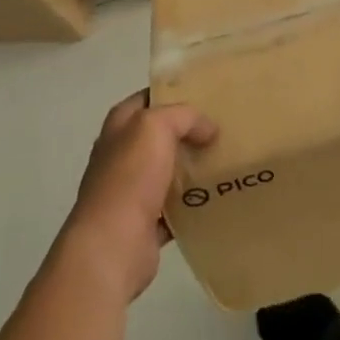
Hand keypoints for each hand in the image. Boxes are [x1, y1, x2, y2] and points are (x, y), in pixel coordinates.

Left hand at [62, 92, 216, 301]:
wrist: (112, 246)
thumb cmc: (130, 177)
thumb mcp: (157, 127)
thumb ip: (185, 117)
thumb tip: (208, 129)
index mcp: (119, 126)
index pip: (148, 98)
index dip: (173, 93)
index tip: (207, 95)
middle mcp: (121, 155)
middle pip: (159, 136)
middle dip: (188, 132)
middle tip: (223, 128)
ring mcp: (131, 191)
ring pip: (168, 171)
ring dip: (192, 168)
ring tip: (226, 160)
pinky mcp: (144, 223)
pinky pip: (174, 208)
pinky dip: (192, 204)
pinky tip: (216, 197)